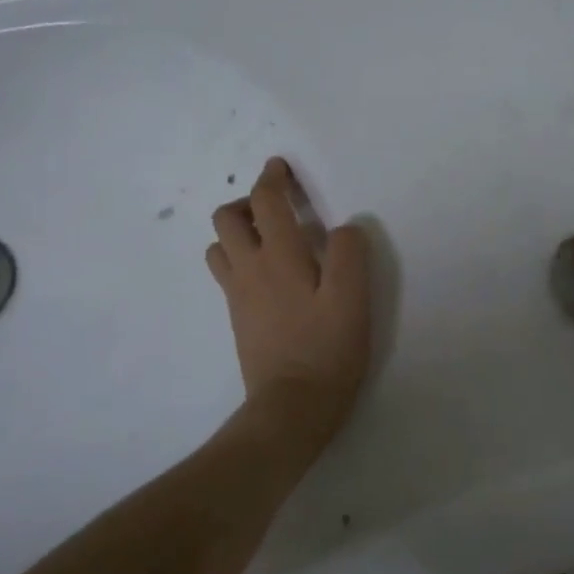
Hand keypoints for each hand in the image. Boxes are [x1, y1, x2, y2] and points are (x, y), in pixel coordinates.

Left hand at [206, 158, 371, 440]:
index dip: (272, 178)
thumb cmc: (328, 349)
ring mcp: (238, 295)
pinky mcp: (237, 318)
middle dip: (247, 201)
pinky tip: (267, 274)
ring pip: (220, 246)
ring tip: (269, 238)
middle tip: (277, 207)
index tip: (280, 167)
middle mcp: (249, 269)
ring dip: (238, 231)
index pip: (266, 202)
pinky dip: (238, 258)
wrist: (291, 406)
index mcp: (279, 257)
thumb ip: (350, 254)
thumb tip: (344, 227)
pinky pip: (227, 273)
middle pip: (227, 218)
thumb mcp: (354, 299)